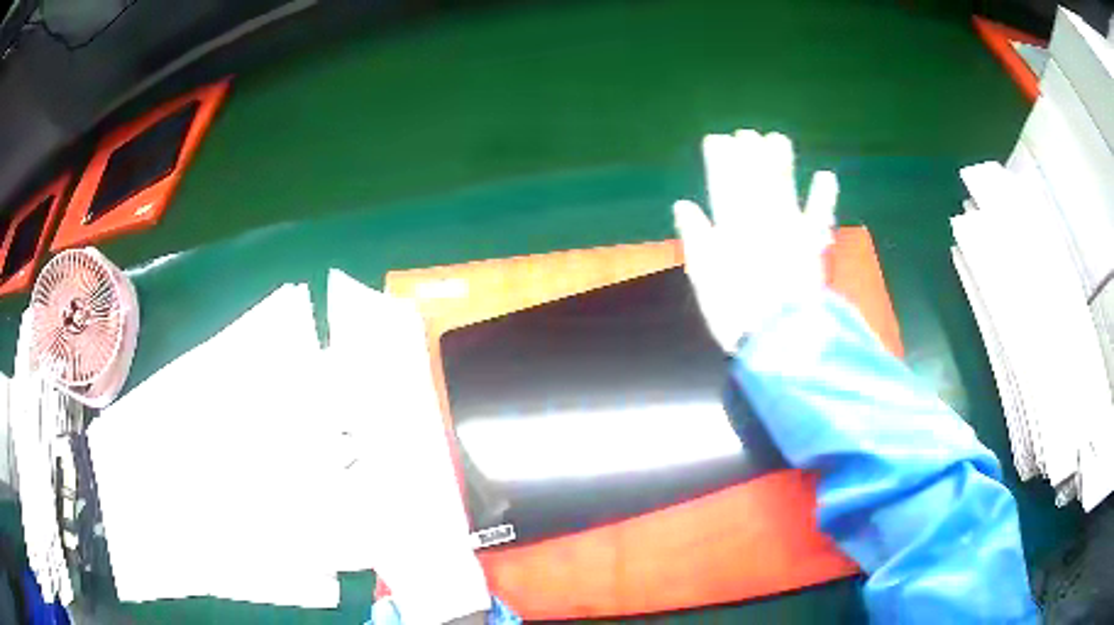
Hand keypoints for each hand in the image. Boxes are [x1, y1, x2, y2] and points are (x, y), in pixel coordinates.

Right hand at [673, 130, 838, 352]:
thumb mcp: (704, 279)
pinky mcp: (811, 246)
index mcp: (730, 228)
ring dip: (781, 164)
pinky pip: (818, 216)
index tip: (717, 139)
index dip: (720, 161)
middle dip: (750, 155)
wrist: (778, 340)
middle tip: (747, 133)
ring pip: (783, 188)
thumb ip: (696, 238)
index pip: (722, 185)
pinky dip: (823, 197)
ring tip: (777, 139)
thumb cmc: (735, 313)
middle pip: (754, 180)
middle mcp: (761, 220)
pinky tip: (826, 176)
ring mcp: (789, 231)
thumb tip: (684, 204)